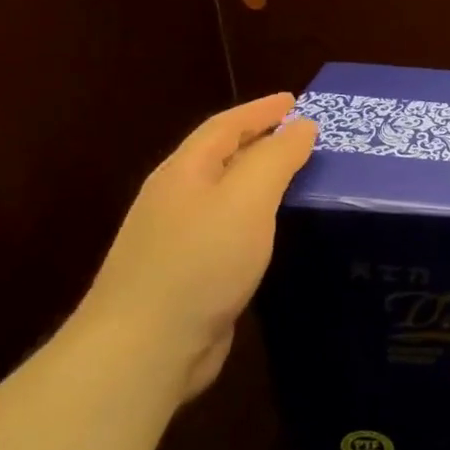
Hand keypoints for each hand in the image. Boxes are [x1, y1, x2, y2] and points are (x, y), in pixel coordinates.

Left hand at [76, 93, 316, 400]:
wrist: (143, 349)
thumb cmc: (199, 261)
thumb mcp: (247, 198)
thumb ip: (277, 157)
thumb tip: (302, 126)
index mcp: (184, 174)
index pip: (224, 127)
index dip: (260, 110)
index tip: (296, 100)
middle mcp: (176, 200)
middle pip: (222, 158)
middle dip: (261, 141)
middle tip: (306, 136)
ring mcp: (177, 241)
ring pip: (227, 195)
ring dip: (261, 180)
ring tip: (301, 177)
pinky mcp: (189, 276)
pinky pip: (231, 230)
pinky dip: (258, 217)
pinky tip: (278, 231)